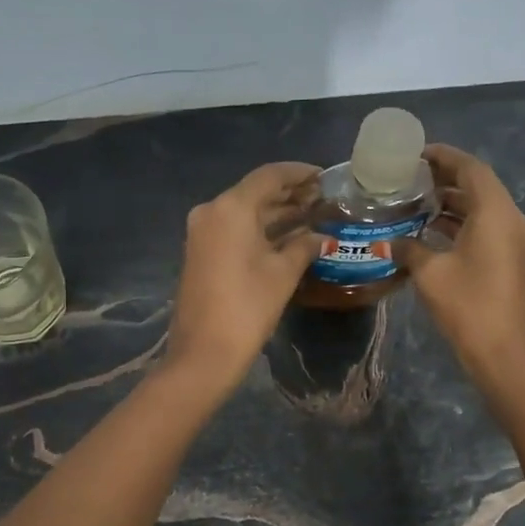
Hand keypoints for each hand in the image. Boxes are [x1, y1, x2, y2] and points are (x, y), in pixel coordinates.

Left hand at [165, 162, 322, 398]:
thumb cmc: (248, 307)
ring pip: (244, 212)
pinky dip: (259, 229)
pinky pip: (234, 229)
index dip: (298, 173)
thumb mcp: (283, 274)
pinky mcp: (200, 252)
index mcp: (231, 207)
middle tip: (322, 199)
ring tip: (311, 216)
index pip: (269, 176)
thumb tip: (322, 237)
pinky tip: (287, 237)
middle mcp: (212, 211)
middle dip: (289, 194)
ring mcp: (202, 232)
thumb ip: (304, 247)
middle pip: (255, 192)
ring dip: (275, 213)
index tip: (324, 176)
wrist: (204, 352)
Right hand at [395, 144, 524, 391]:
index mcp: (495, 212)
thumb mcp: (429, 273)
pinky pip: (483, 226)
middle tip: (409, 176)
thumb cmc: (467, 306)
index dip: (444, 156)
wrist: (502, 354)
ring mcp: (511, 240)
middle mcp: (509, 219)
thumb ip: (408, 248)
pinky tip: (428, 230)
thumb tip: (388, 240)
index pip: (471, 168)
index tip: (415, 154)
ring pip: (480, 207)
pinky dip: (458, 222)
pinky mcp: (507, 259)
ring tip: (414, 199)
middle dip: (445, 177)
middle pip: (478, 184)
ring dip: (451, 201)